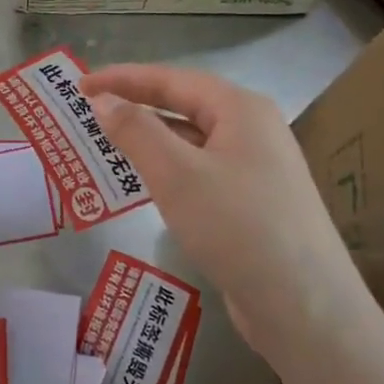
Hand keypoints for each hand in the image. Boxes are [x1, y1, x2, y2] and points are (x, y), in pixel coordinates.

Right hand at [81, 65, 360, 350]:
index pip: (172, 79)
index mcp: (241, 109)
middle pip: (184, 106)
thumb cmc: (236, 225)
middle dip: (136, 106)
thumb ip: (136, 131)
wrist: (303, 305)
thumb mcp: (176, 174)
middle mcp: (254, 130)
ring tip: (107, 145)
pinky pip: (201, 172)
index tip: (79, 84)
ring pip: (192, 142)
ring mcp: (257, 168)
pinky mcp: (254, 203)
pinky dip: (168, 170)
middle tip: (89, 111)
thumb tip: (103, 100)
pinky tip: (146, 185)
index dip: (123, 78)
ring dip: (150, 140)